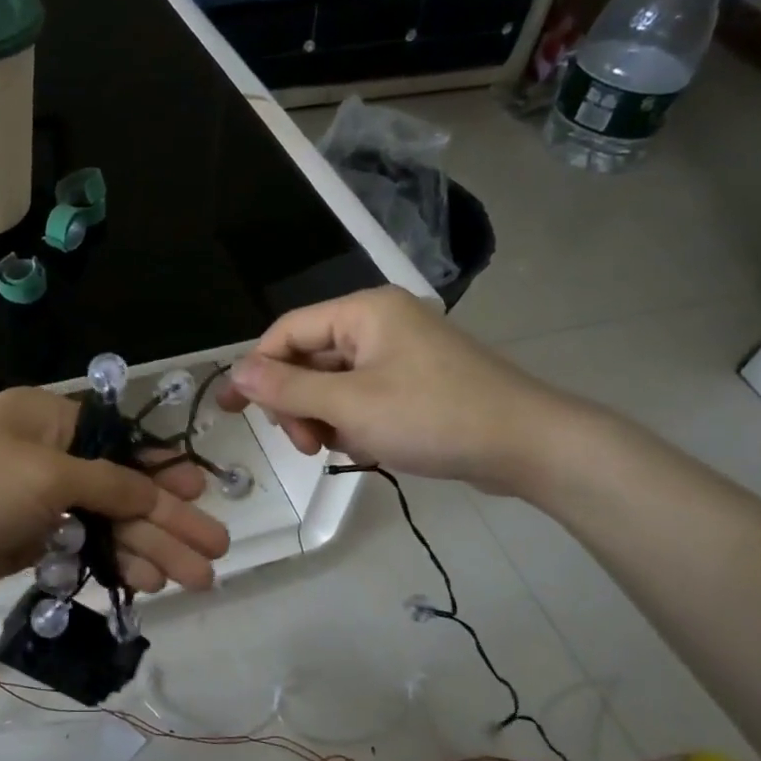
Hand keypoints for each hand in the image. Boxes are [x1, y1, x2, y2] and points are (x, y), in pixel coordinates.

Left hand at [0, 387, 229, 601]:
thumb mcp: (45, 474)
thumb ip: (107, 483)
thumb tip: (155, 489)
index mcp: (55, 423)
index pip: (125, 444)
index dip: (167, 471)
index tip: (203, 493)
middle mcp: (52, 459)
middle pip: (124, 491)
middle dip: (170, 522)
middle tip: (216, 552)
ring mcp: (39, 504)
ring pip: (106, 526)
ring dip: (148, 550)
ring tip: (192, 580)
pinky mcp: (26, 543)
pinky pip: (81, 553)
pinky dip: (111, 566)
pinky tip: (145, 584)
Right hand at [216, 287, 580, 494]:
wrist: (526, 445)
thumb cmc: (433, 417)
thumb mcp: (351, 406)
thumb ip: (288, 390)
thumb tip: (237, 372)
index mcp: (363, 312)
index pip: (287, 332)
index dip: (257, 370)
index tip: (234, 411)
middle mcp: (378, 323)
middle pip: (309, 359)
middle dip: (298, 404)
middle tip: (305, 445)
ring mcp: (399, 353)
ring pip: (333, 384)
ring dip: (325, 418)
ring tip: (341, 448)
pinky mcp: (414, 382)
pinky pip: (362, 397)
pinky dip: (354, 423)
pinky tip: (369, 447)